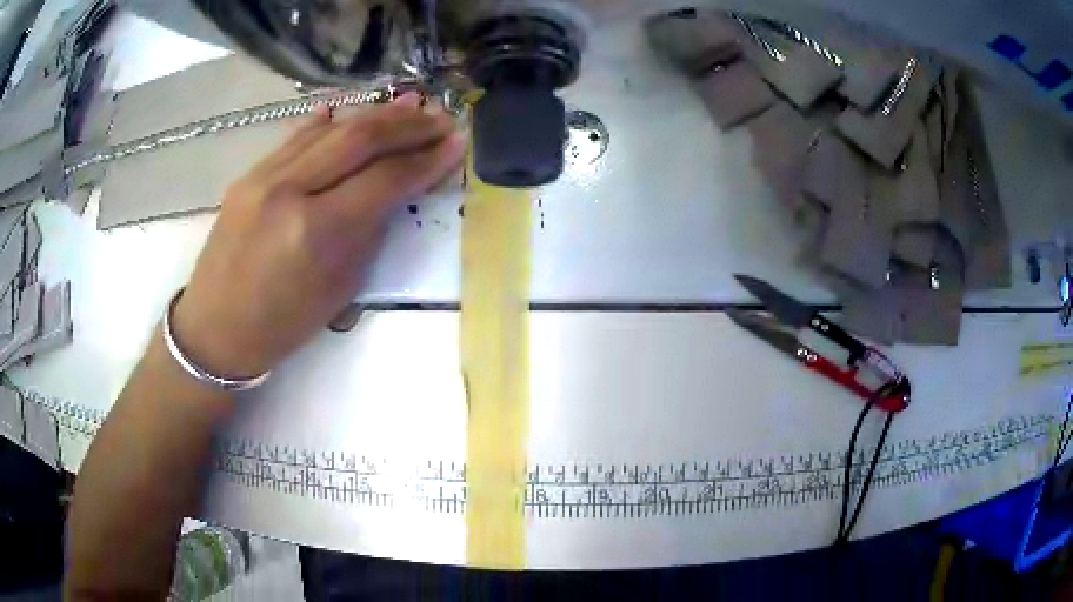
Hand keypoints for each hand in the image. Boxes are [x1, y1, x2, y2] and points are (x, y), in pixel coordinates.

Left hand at [171, 94, 464, 378]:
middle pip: (359, 139)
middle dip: (408, 125)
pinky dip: (327, 121)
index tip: (457, 143)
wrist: (216, 328)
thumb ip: (369, 230)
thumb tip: (395, 187)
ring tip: (410, 105)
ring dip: (375, 114)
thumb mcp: (340, 287)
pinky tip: (349, 108)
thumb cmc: (283, 323)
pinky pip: (295, 137)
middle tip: (441, 117)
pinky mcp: (249, 174)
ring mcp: (264, 176)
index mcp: (316, 231)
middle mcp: (289, 191)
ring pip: (329, 129)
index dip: (426, 159)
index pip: (384, 179)